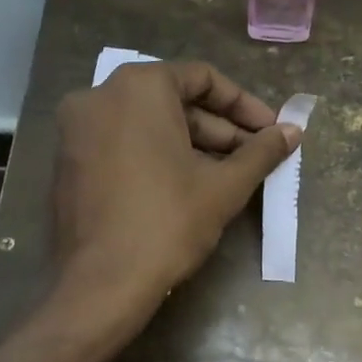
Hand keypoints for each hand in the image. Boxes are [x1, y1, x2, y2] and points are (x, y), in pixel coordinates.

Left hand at [53, 60, 300, 311]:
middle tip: (255, 156)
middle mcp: (99, 95)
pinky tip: (189, 184)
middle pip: (174, 101)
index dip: (244, 105)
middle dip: (219, 128)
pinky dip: (157, 155)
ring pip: (148, 124)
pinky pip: (123, 143)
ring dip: (192, 144)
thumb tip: (293, 131)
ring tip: (230, 174)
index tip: (271, 130)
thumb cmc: (168, 222)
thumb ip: (261, 151)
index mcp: (138, 87)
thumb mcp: (224, 186)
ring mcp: (77, 129)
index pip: (203, 78)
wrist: (102, 283)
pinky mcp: (68, 161)